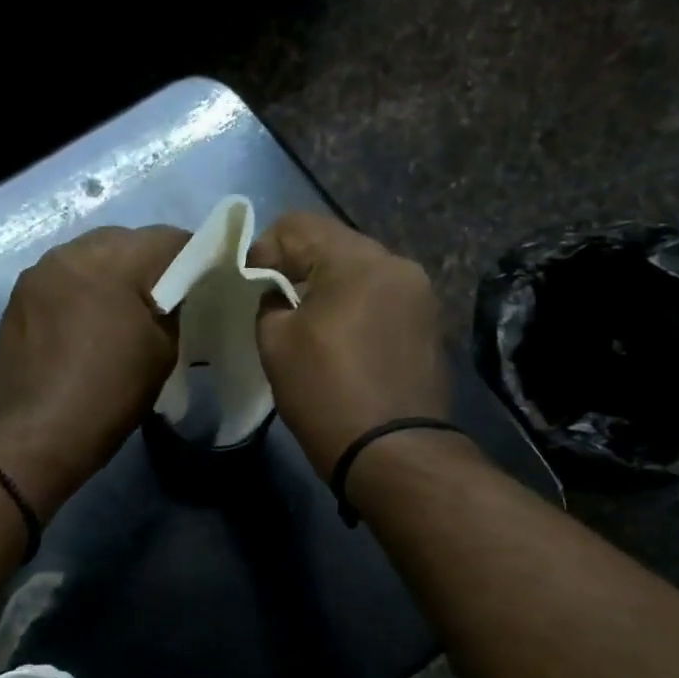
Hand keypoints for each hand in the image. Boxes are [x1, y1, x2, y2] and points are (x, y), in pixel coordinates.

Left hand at [0, 225, 188, 517]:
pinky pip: (61, 280)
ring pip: (88, 257)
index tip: (201, 282)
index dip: (191, 256)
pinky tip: (84, 325)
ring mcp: (38, 274)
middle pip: (123, 241)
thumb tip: (174, 293)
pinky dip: (79, 292)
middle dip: (146, 263)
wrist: (42, 433)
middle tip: (161, 300)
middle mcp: (70, 253)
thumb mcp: (163, 350)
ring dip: (109, 275)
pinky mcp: (18, 298)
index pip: (166, 238)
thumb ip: (174, 308)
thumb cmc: (111, 392)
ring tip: (119, 311)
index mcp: (112, 261)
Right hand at [248, 213, 448, 478]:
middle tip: (273, 304)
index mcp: (358, 260)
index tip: (250, 286)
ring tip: (308, 324)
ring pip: (359, 272)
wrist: (393, 452)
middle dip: (298, 268)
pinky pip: (380, 298)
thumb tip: (278, 293)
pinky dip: (355, 308)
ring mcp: (419, 294)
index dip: (263, 250)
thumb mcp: (276, 344)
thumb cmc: (326, 393)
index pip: (298, 225)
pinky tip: (341, 340)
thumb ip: (269, 302)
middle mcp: (396, 264)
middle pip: (334, 245)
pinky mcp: (428, 323)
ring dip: (328, 288)